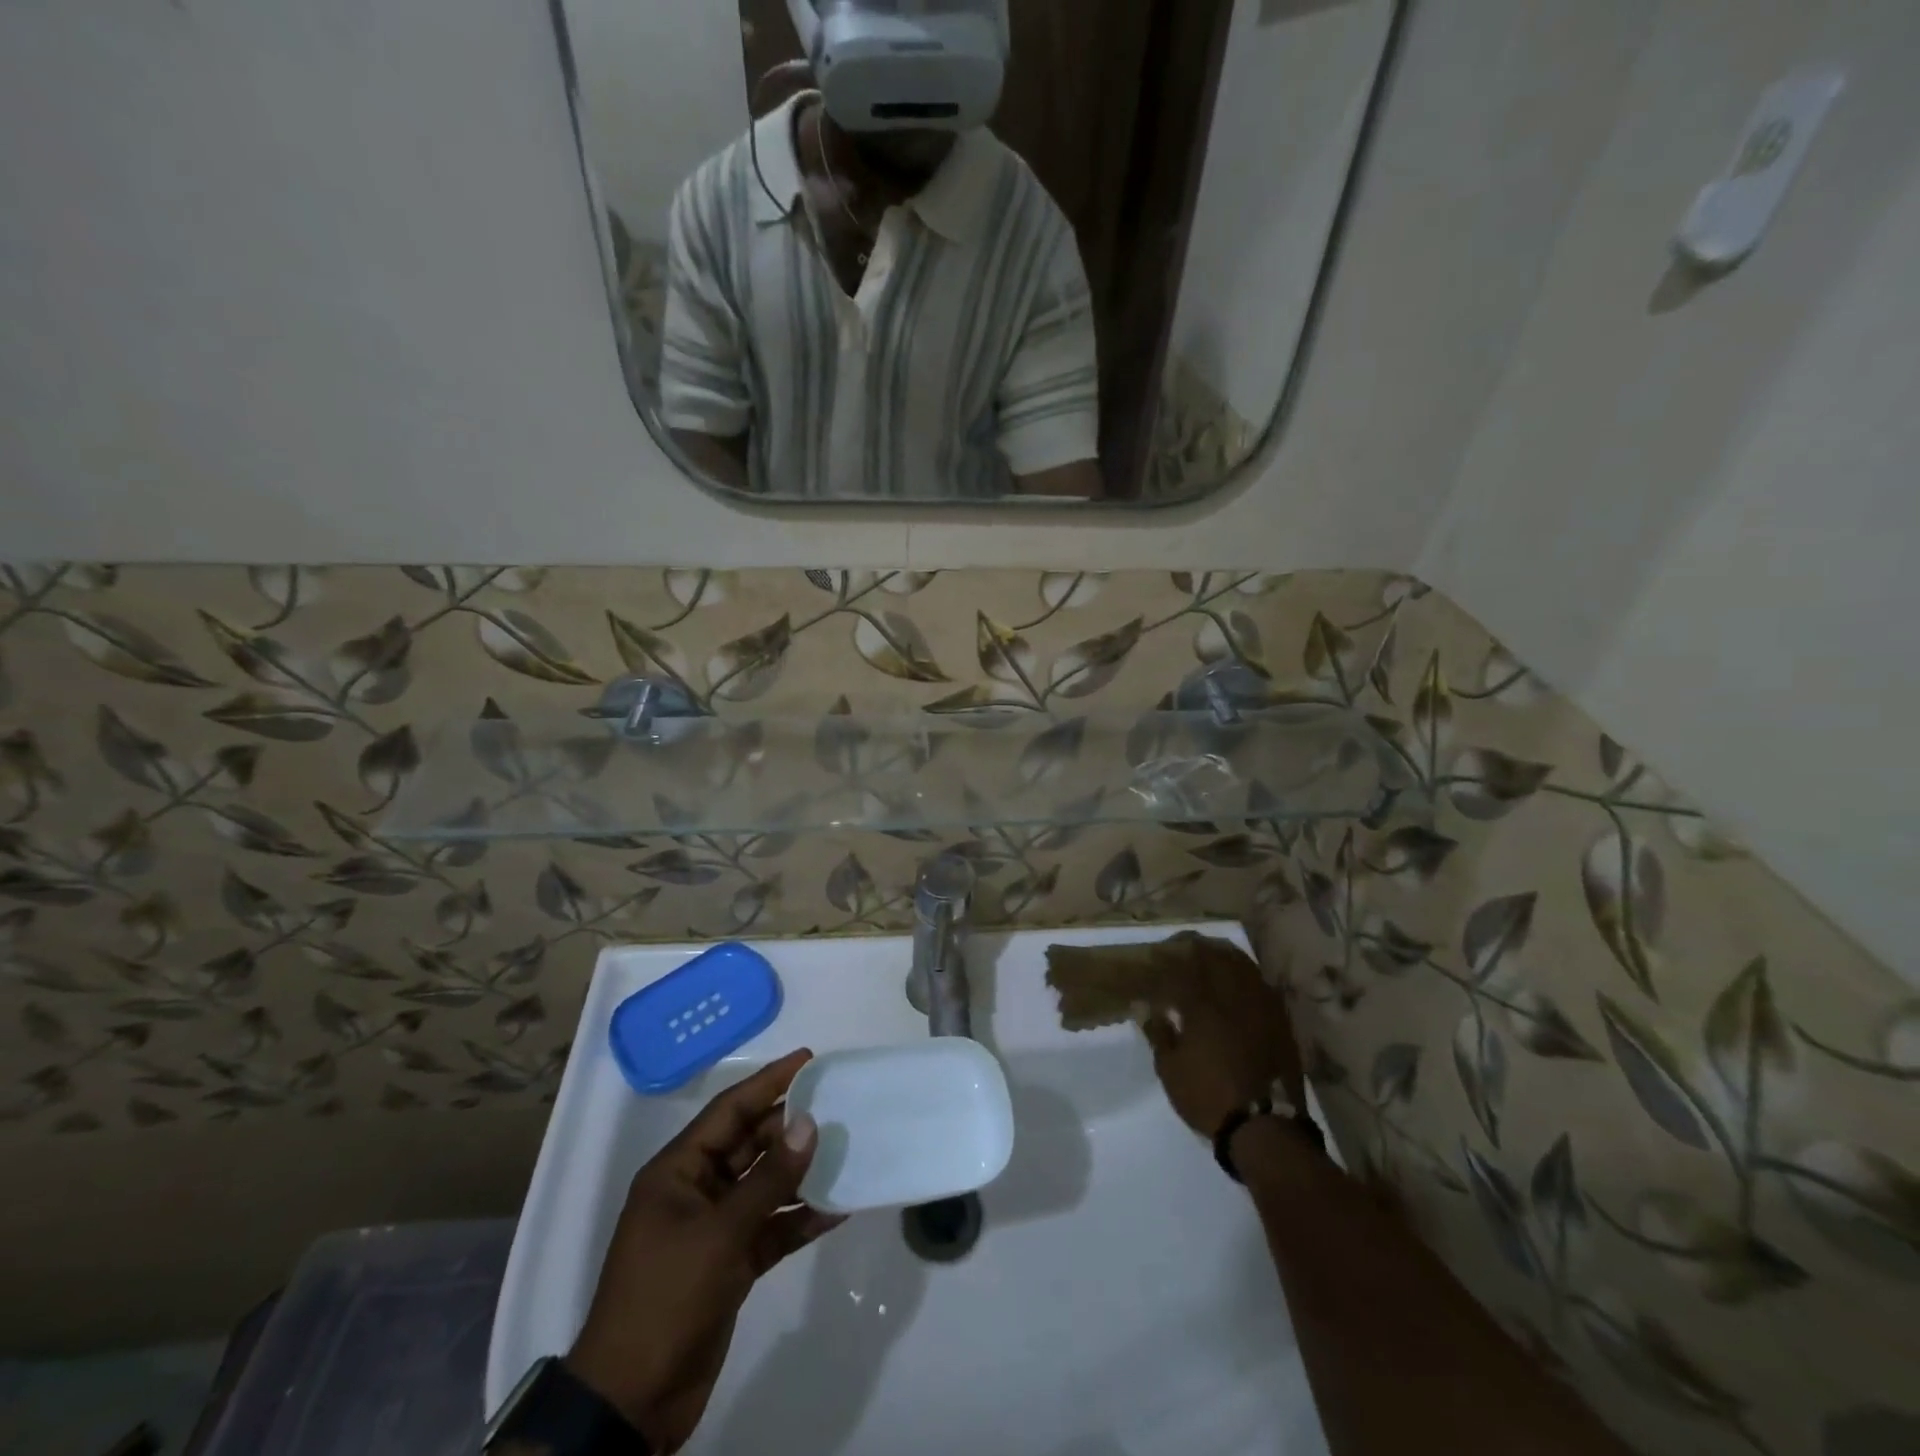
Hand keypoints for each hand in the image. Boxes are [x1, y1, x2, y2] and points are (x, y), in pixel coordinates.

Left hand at [566, 1048, 844, 1451]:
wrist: (632, 1402)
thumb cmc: (666, 1299)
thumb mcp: (720, 1235)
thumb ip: (769, 1179)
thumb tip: (809, 1123)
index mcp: (678, 1171)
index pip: (730, 1110)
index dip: (769, 1082)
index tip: (808, 1058)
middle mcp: (696, 1190)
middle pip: (750, 1144)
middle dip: (791, 1127)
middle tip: (838, 1106)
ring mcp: (714, 1228)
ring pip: (765, 1185)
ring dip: (801, 1173)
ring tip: (846, 1151)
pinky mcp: (730, 1263)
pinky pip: (771, 1227)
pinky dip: (799, 1219)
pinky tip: (836, 1209)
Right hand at [1137, 945, 1302, 1137]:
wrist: (1265, 1128)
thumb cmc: (1209, 1096)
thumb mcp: (1170, 1069)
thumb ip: (1158, 1032)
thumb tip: (1142, 1005)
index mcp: (1202, 1004)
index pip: (1182, 964)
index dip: (1169, 954)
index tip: (1157, 953)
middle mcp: (1233, 996)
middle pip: (1215, 955)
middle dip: (1197, 946)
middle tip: (1183, 946)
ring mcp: (1261, 1006)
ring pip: (1243, 965)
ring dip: (1224, 954)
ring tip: (1211, 955)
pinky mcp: (1280, 1021)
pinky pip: (1261, 984)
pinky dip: (1246, 974)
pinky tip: (1239, 979)